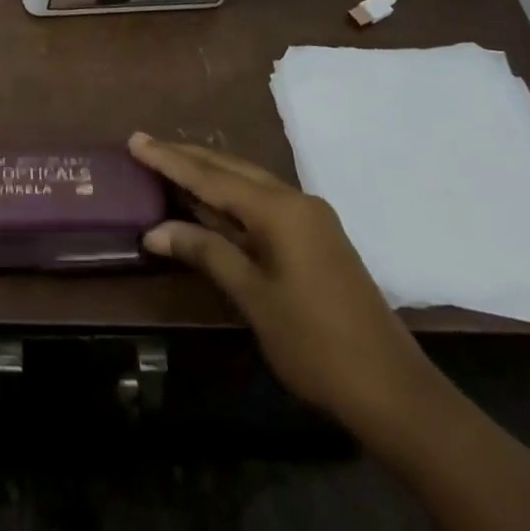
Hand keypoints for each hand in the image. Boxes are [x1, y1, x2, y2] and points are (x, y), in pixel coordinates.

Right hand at [128, 132, 442, 449]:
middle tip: (145, 145)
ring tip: (170, 164)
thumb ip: (206, 253)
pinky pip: (263, 202)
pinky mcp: (316, 237)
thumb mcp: (253, 298)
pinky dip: (231, 197)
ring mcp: (310, 218)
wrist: (394, 391)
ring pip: (248, 182)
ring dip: (209, 174)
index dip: (169, 159)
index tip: (135, 139)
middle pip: (231, 168)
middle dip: (187, 158)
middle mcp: (295, 200)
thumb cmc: (316, 344)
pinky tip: (213, 201)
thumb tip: (155, 230)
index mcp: (279, 209)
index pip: (211, 176)